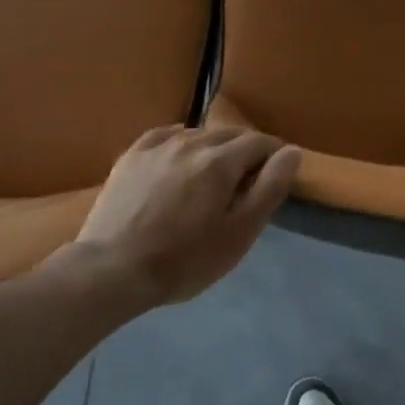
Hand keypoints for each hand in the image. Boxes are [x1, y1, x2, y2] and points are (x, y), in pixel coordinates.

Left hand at [75, 125, 301, 306]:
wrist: (113, 269)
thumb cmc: (185, 259)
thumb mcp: (240, 232)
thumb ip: (269, 188)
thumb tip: (291, 151)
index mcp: (221, 161)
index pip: (259, 142)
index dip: (273, 156)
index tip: (275, 176)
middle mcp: (191, 142)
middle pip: (229, 134)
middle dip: (246, 150)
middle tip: (247, 179)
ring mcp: (157, 147)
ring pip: (198, 134)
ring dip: (214, 147)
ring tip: (214, 173)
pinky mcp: (131, 157)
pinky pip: (165, 135)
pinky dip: (181, 140)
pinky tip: (181, 152)